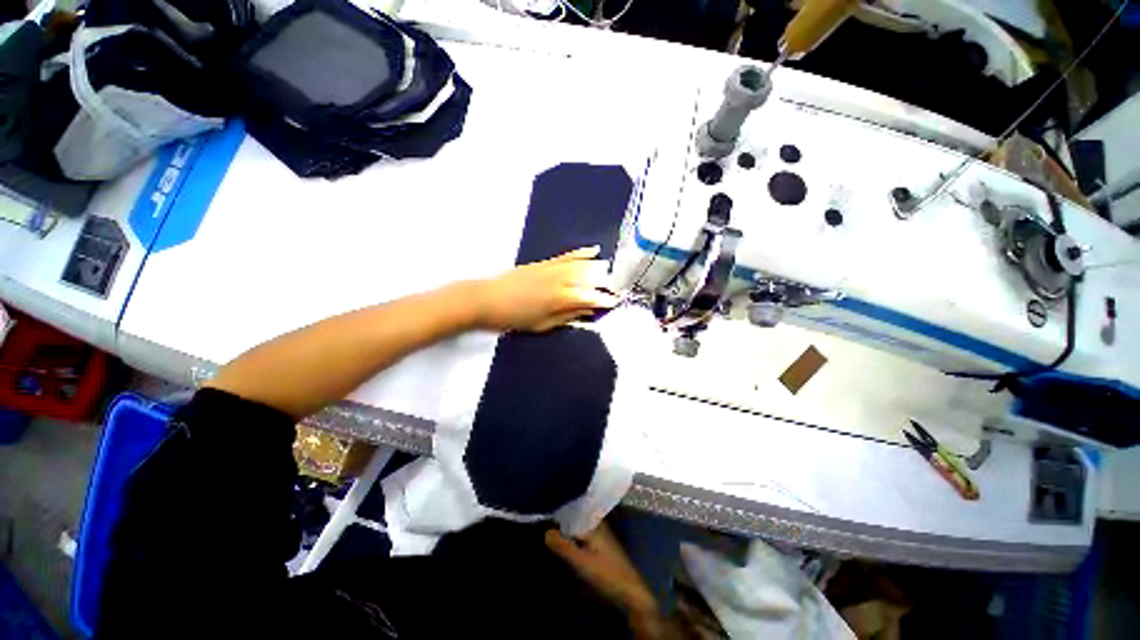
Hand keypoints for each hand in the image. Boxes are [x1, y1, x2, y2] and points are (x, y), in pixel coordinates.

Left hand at [472, 246, 620, 332]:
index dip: (605, 299)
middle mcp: (560, 280)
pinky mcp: (544, 262)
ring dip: (599, 268)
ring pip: (582, 265)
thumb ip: (567, 317)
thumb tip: (588, 312)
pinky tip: (594, 250)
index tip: (617, 301)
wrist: (486, 299)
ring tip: (612, 272)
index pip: (590, 297)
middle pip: (590, 278)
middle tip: (618, 288)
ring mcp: (552, 268)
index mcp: (560, 298)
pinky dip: (582, 252)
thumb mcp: (542, 325)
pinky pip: (568, 255)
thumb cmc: (513, 318)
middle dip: (607, 283)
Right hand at [545, 523, 658, 619]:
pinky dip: (573, 538)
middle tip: (543, 523)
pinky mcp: (601, 546)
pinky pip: (583, 535)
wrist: (631, 593)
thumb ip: (563, 546)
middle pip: (575, 517)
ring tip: (549, 532)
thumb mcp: (581, 562)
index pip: (571, 511)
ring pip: (579, 527)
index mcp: (593, 522)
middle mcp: (597, 524)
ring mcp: (600, 535)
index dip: (557, 513)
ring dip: (567, 530)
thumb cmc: (606, 574)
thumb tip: (545, 532)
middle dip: (561, 520)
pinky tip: (564, 544)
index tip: (542, 514)